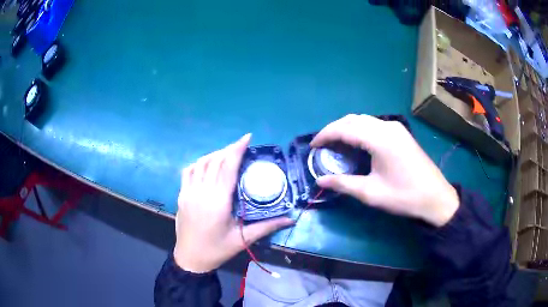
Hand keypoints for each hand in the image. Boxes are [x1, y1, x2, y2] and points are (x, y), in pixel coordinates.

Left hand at [173, 134, 293, 272]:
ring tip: (226, 154)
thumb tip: (291, 219)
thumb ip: (267, 226)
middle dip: (228, 150)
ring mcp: (188, 192)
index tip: (247, 138)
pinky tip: (207, 165)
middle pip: (215, 161)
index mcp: (218, 202)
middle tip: (241, 146)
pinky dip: (199, 163)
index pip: (228, 167)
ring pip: (200, 163)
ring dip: (214, 154)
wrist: (190, 258)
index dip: (237, 150)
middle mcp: (202, 192)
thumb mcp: (243, 239)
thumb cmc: (217, 250)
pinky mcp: (181, 195)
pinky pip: (188, 171)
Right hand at [311, 114, 458, 226]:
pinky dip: (361, 130)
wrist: (435, 197)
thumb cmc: (403, 196)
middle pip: (353, 119)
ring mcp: (396, 128)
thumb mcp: (371, 193)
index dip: (326, 135)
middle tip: (323, 145)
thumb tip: (320, 180)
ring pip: (364, 120)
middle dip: (335, 129)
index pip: (345, 129)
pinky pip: (375, 125)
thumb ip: (343, 183)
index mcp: (379, 139)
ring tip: (337, 144)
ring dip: (348, 128)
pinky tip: (357, 143)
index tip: (313, 145)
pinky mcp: (401, 133)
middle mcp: (387, 127)